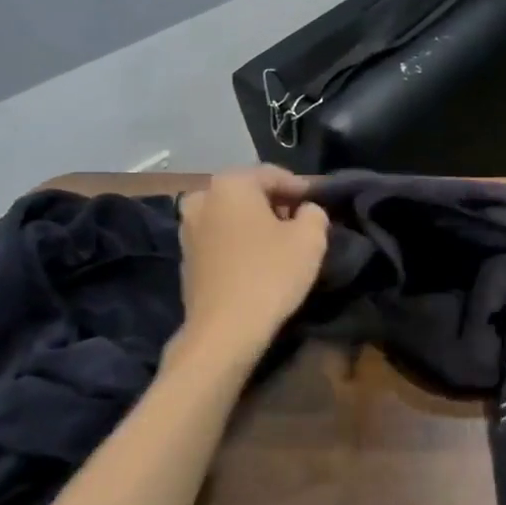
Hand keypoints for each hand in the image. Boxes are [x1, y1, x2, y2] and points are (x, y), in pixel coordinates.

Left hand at [176, 167, 328, 358]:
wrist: (225, 330)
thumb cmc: (270, 274)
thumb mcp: (310, 239)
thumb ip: (314, 213)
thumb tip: (306, 210)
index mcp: (231, 184)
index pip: (274, 174)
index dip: (302, 188)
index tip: (320, 205)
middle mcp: (202, 197)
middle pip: (249, 193)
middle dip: (276, 204)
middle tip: (302, 224)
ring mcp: (187, 228)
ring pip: (232, 216)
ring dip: (256, 224)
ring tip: (281, 244)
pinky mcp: (186, 258)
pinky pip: (221, 238)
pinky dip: (240, 243)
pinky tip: (258, 262)